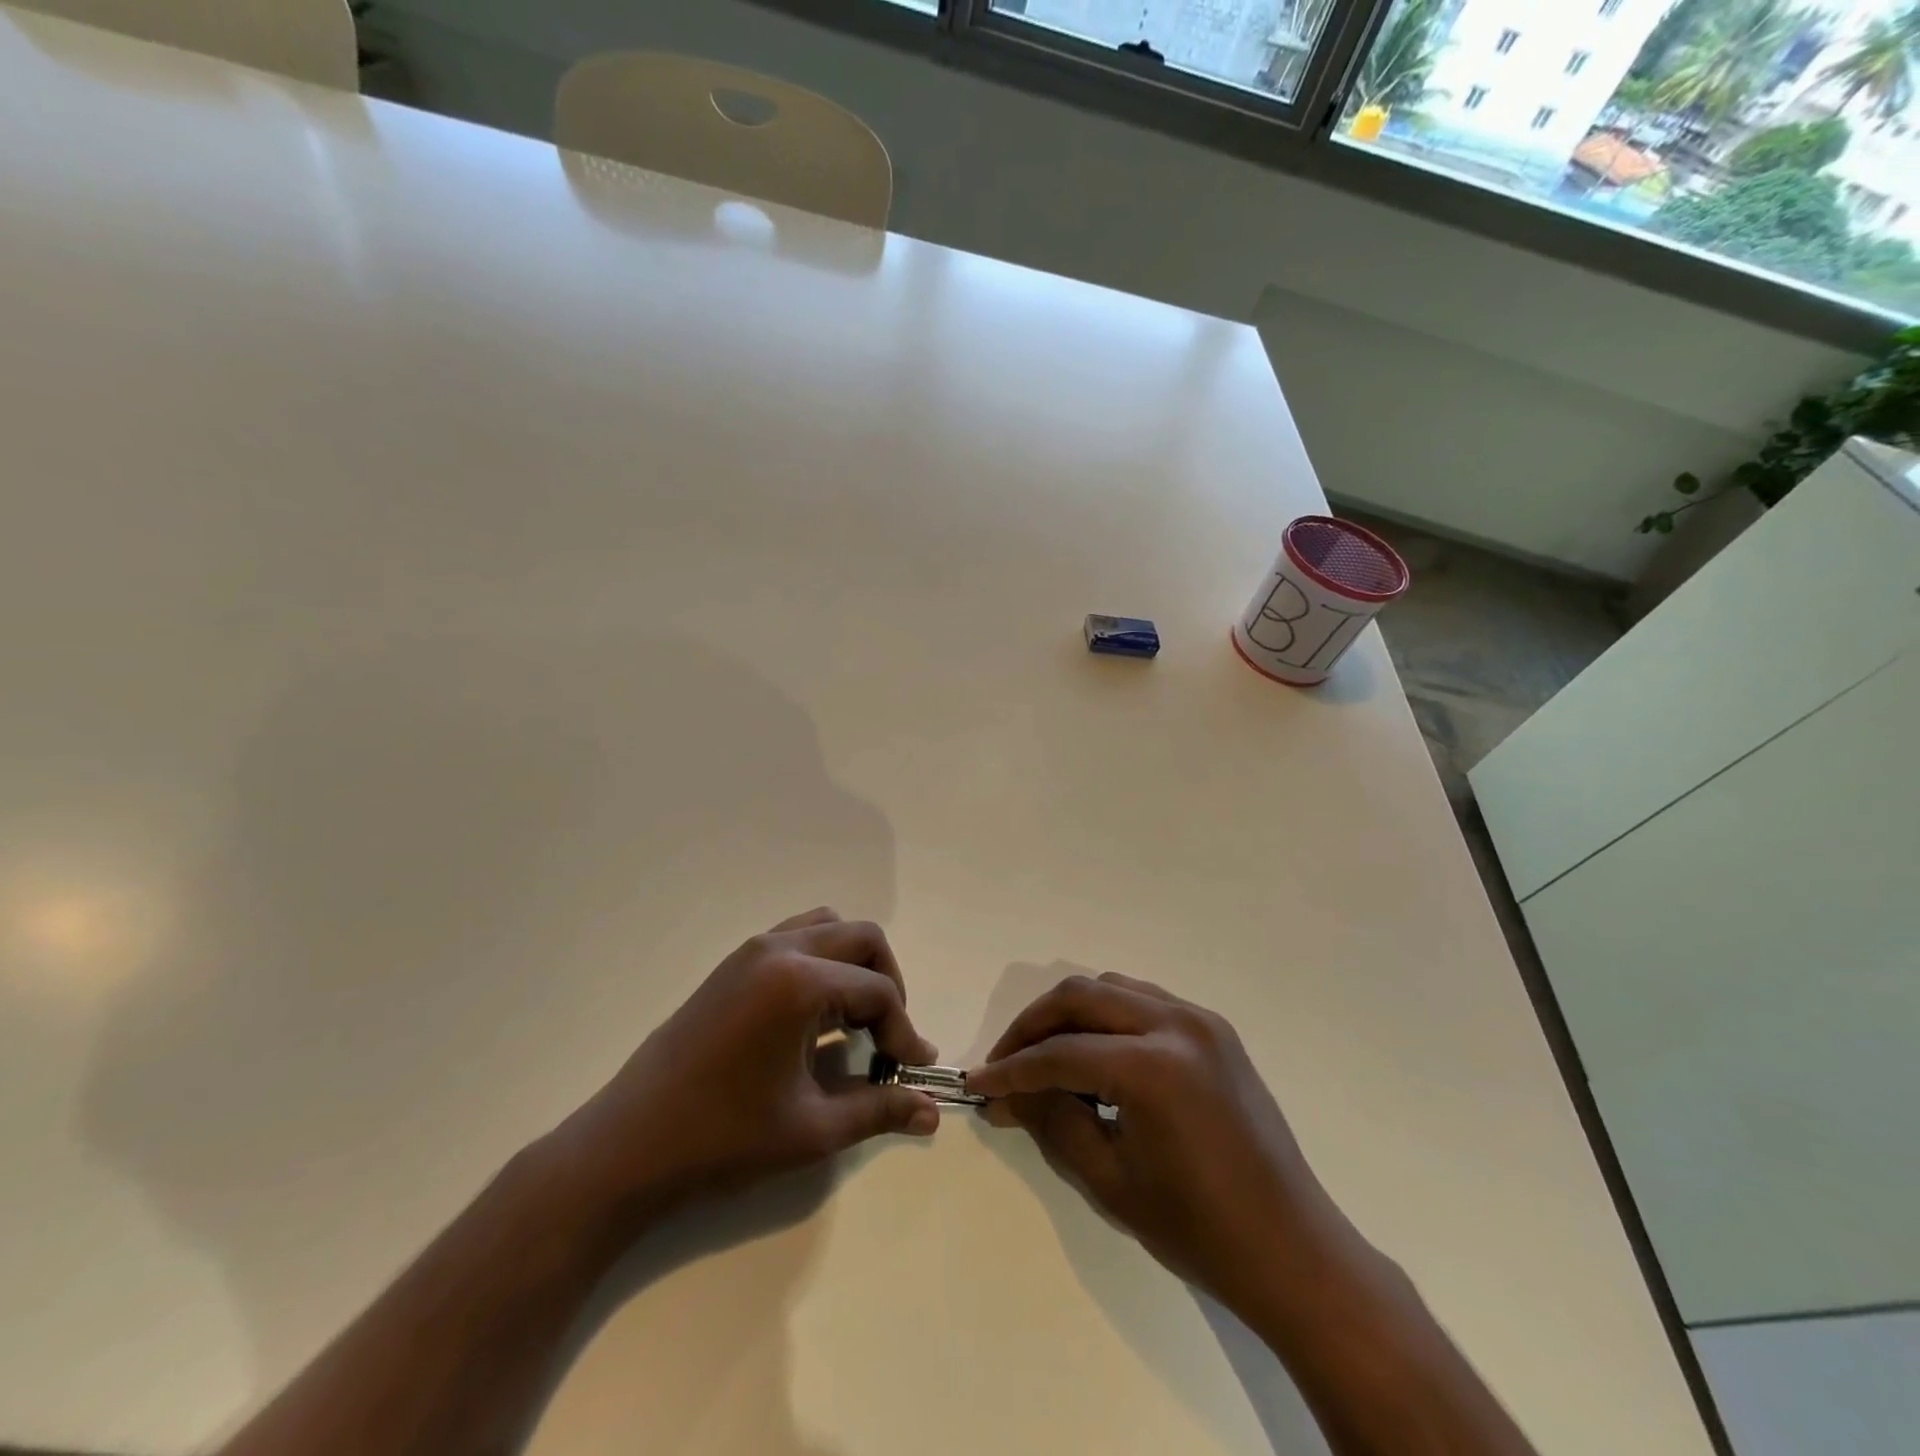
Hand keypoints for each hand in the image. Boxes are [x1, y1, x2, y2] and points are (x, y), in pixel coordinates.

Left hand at [553, 909, 940, 1222]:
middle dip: (888, 983)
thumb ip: (879, 1110)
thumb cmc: (722, 1139)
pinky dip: (822, 962)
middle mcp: (779, 949)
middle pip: (862, 938)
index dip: (904, 1031)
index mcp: (799, 981)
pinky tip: (816, 1016)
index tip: (912, 1072)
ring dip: (854, 964)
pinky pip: (796, 938)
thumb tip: (931, 1110)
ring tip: (855, 1020)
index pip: (878, 990)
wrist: (628, 1148)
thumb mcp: (812, 1129)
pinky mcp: (733, 964)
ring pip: (828, 927)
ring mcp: (751, 951)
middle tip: (888, 1038)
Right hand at [969, 973, 1351, 1309]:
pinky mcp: (1213, 1029)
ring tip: (1044, 1056)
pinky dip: (1108, 1016)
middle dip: (1033, 1025)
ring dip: (1070, 1014)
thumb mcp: (1110, 1180)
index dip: (1012, 1070)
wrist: (1291, 1249)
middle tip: (1005, 1063)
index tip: (977, 1083)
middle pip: (1081, 997)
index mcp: (1153, 1067)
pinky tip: (1095, 1054)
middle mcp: (1177, 1023)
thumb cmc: (1198, 1229)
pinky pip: (1143, 1000)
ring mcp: (1200, 1020)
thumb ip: (1052, 1122)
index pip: (1061, 1054)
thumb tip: (1006, 1092)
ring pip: (1111, 988)